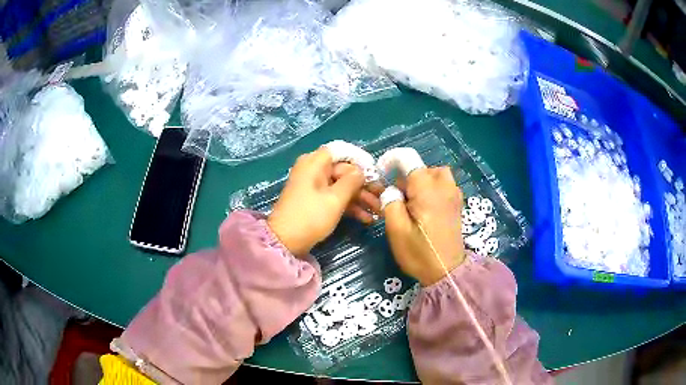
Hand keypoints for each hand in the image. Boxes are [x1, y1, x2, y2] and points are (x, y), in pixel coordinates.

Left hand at [268, 148, 378, 255]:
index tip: (376, 172)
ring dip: (360, 198)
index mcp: (314, 163)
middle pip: (344, 171)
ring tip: (378, 211)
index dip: (360, 160)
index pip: (341, 152)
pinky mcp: (315, 201)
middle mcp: (313, 170)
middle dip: (364, 185)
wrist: (285, 242)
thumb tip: (362, 171)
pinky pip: (335, 198)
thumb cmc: (310, 216)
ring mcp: (314, 186)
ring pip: (342, 186)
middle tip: (382, 197)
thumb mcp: (335, 199)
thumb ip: (352, 181)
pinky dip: (349, 206)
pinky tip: (367, 218)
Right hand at [384, 167, 465, 285]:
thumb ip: (390, 202)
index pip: (409, 159)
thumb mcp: (396, 230)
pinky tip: (426, 209)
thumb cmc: (419, 253)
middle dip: (407, 177)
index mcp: (427, 190)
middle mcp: (444, 186)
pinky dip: (432, 189)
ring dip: (422, 182)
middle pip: (423, 167)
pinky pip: (444, 185)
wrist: (447, 272)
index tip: (382, 174)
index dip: (392, 161)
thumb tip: (392, 190)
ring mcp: (454, 195)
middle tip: (398, 198)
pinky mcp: (457, 204)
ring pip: (436, 174)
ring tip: (413, 202)